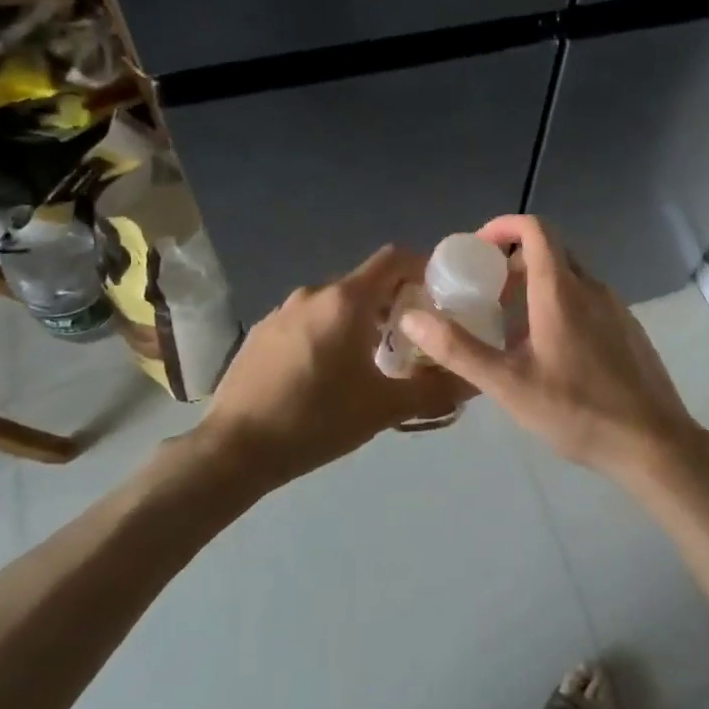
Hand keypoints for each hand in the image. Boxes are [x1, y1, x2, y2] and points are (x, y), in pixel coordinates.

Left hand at [202, 246, 471, 488]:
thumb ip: (434, 391)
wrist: (234, 450)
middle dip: (394, 302)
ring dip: (360, 320)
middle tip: (414, 338)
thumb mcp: (383, 408)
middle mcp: (313, 294)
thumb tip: (474, 383)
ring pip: (335, 303)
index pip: (393, 258)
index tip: (439, 294)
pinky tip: (328, 373)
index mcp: (345, 301)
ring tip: (373, 360)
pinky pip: (307, 320)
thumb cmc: (316, 420)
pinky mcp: (261, 333)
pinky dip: (328, 332)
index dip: (421, 267)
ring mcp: (281, 311)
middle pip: (365, 282)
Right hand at [397, 215, 707, 483]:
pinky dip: (561, 306)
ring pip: (570, 278)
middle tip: (486, 293)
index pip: (535, 229)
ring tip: (510, 327)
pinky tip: (549, 352)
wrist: (653, 443)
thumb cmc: (577, 410)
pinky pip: (588, 301)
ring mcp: (616, 308)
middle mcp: (592, 288)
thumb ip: (458, 349)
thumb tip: (412, 317)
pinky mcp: (628, 329)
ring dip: (537, 286)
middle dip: (514, 262)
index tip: (477, 249)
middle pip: (551, 252)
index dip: (504, 228)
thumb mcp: (508, 384)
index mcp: (561, 290)